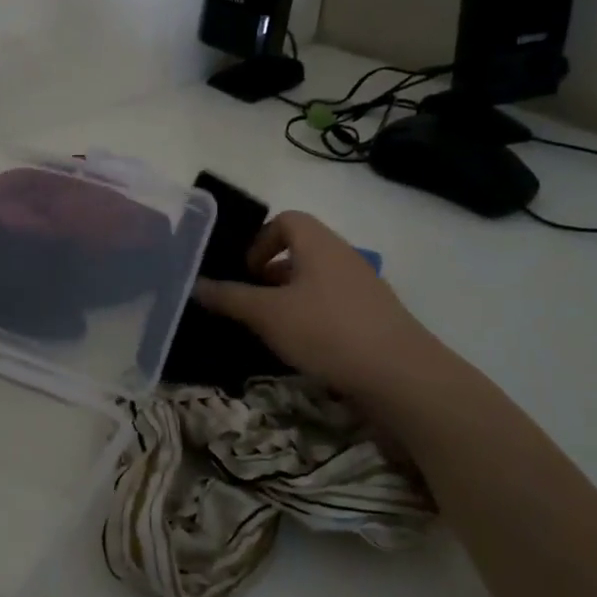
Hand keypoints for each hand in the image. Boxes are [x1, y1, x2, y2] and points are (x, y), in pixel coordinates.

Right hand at [193, 210, 433, 395]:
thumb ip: (229, 298)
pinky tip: (303, 348)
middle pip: (301, 251)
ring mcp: (363, 288)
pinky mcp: (375, 317)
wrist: (401, 376)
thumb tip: (194, 284)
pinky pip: (334, 305)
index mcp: (319, 244)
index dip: (260, 240)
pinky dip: (313, 317)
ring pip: (316, 281)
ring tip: (272, 329)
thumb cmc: (327, 331)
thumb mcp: (267, 314)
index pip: (286, 220)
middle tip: (251, 302)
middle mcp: (344, 257)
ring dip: (290, 298)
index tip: (246, 272)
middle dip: (270, 273)